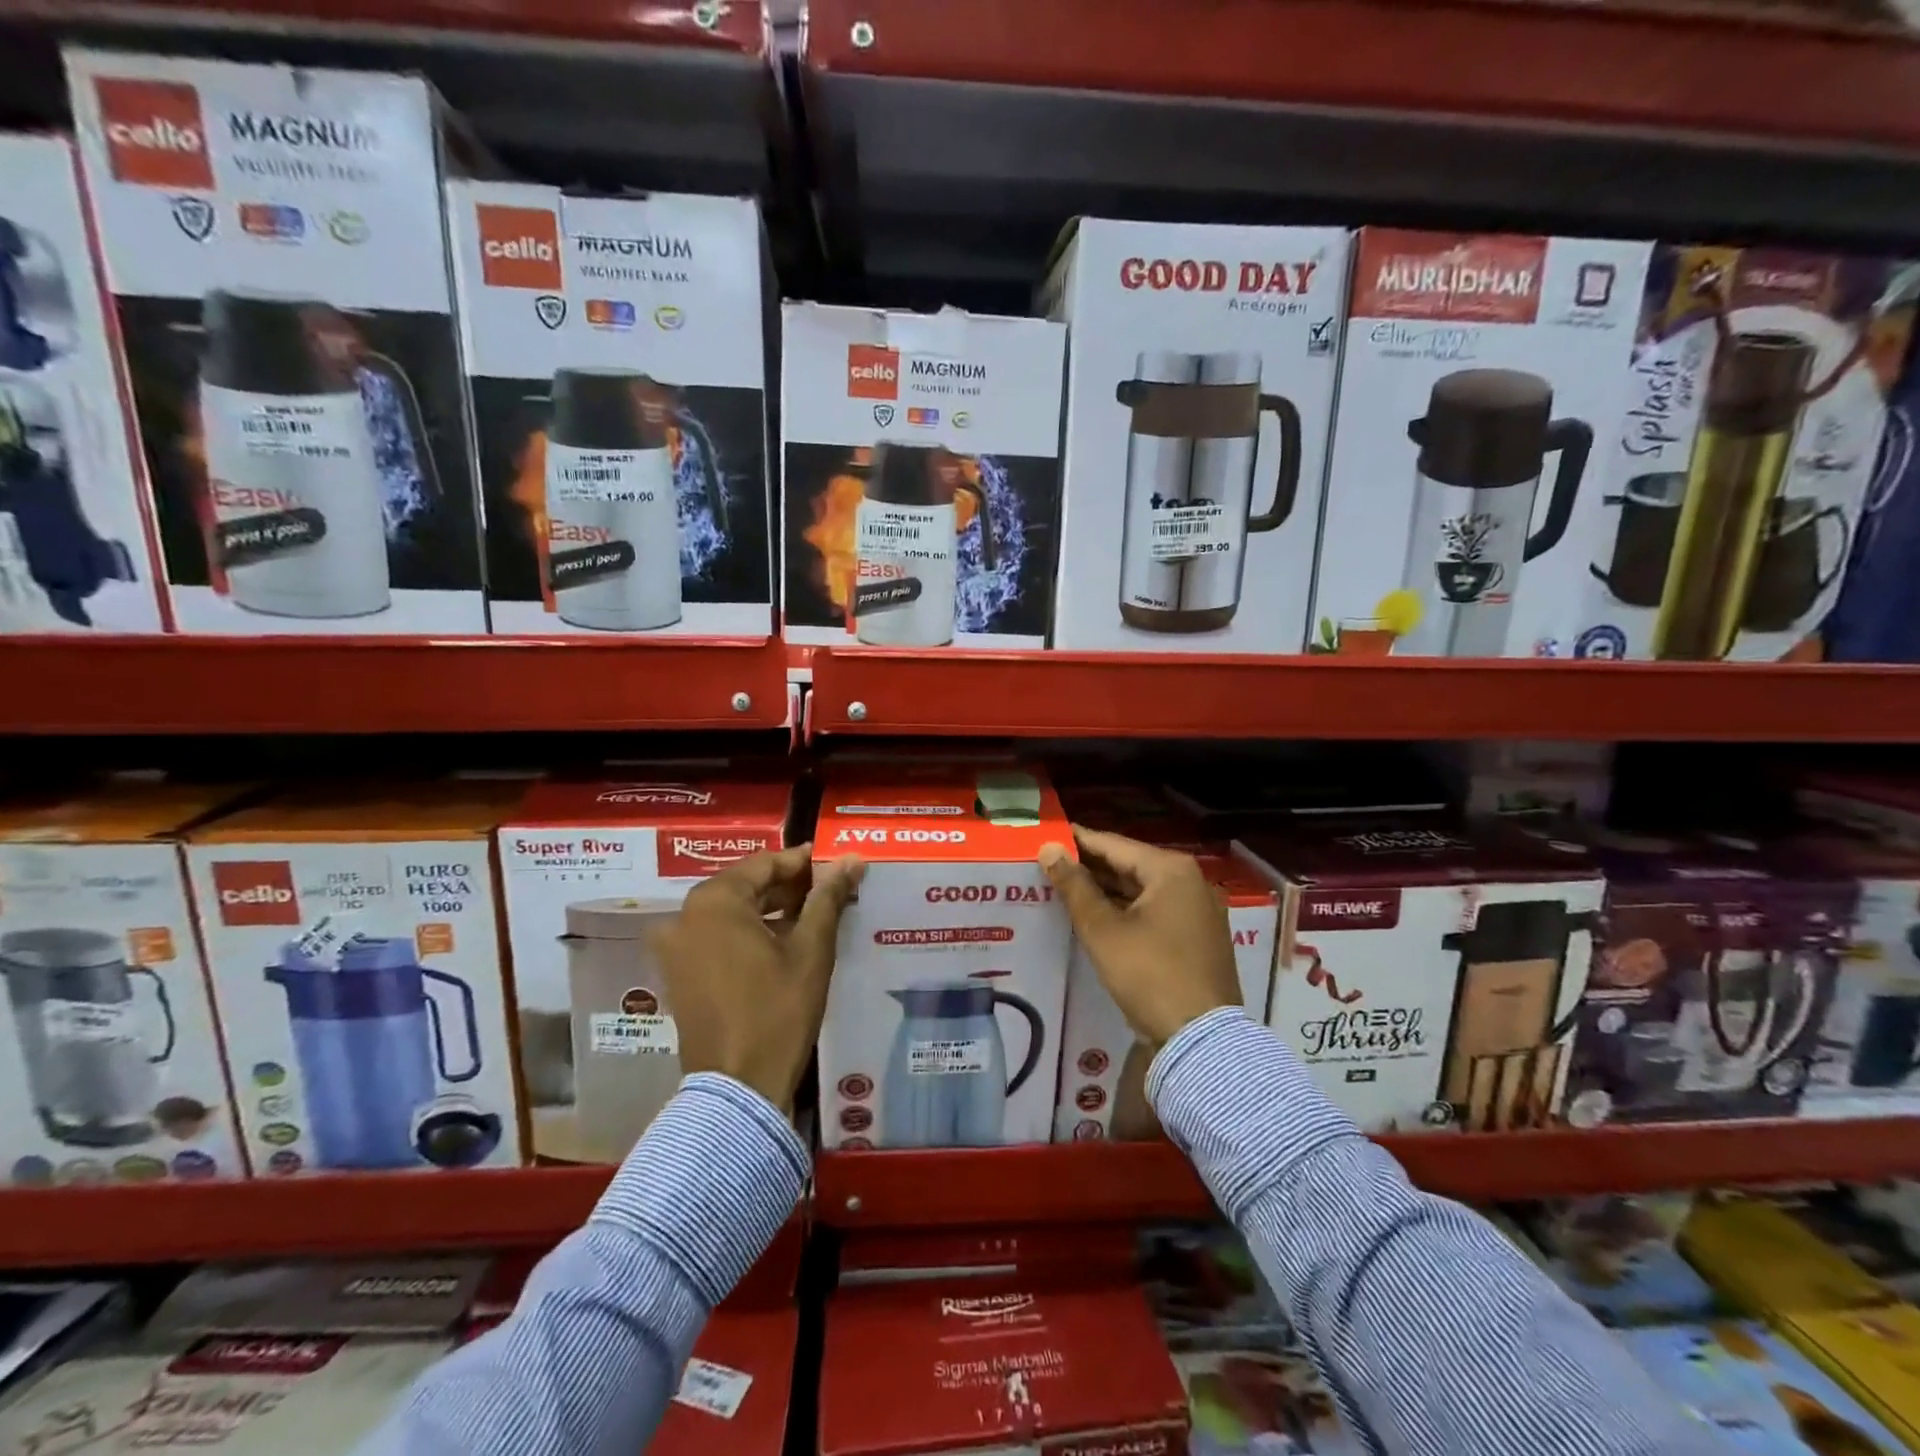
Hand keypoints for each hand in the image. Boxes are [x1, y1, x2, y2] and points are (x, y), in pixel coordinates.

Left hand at [654, 844, 863, 1111]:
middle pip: (744, 886)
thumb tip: (851, 859)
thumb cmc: (778, 1010)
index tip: (835, 864)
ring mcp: (675, 946)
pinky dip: (747, 932)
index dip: (803, 862)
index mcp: (714, 901)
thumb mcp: (811, 949)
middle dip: (787, 886)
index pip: (765, 864)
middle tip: (829, 891)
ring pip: (730, 912)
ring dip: (769, 910)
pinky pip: (716, 936)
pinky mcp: (677, 973)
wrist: (738, 1087)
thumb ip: (828, 897)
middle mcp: (685, 915)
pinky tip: (782, 942)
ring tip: (813, 916)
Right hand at [1039, 827, 1239, 1045]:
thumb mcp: (1103, 930)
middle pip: (1130, 865)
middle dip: (1090, 866)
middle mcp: (1190, 881)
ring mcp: (1199, 909)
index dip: (1077, 841)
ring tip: (1066, 888)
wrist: (1201, 1038)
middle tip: (1050, 864)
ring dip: (1107, 890)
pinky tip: (1098, 916)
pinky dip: (1127, 909)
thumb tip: (1050, 848)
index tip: (1047, 836)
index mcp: (1170, 870)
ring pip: (1142, 889)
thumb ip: (1074, 886)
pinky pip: (1155, 910)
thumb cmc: (1149, 974)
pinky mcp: (1198, 936)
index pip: (1113, 844)